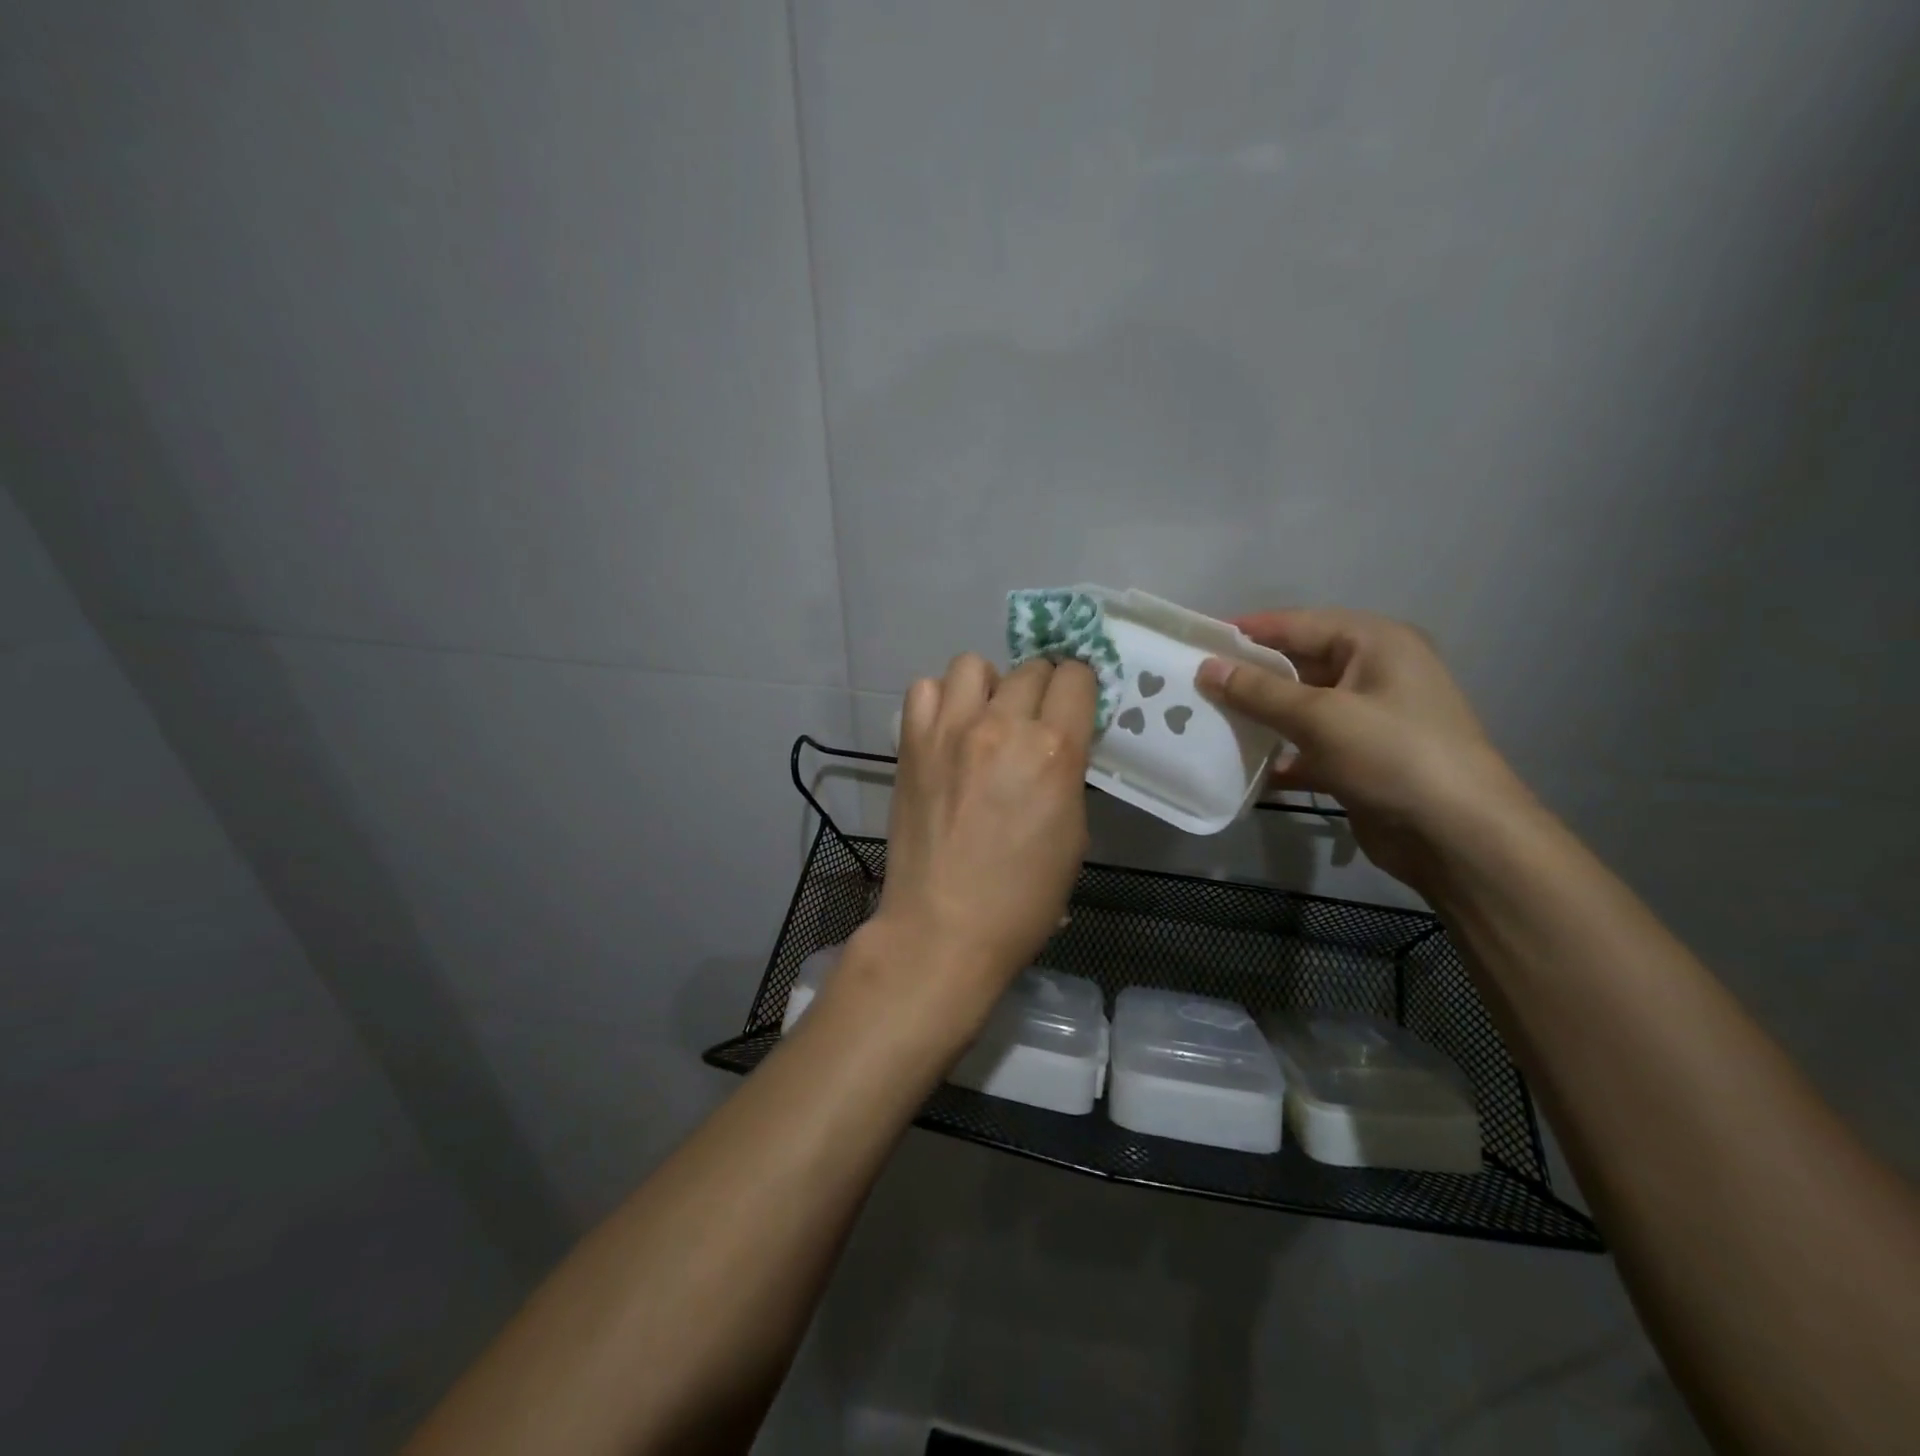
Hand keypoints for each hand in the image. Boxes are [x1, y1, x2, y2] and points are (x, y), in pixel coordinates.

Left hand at [858, 653, 1096, 1023]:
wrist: (943, 928)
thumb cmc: (1022, 898)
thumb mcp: (1073, 834)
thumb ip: (1067, 773)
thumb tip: (1056, 743)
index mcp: (1054, 751)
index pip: (1077, 678)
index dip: (1079, 690)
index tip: (1073, 708)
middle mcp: (1003, 726)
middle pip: (1031, 667)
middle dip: (1040, 689)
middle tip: (1031, 723)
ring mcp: (951, 729)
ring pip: (974, 664)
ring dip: (988, 686)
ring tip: (985, 721)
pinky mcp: (912, 742)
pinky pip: (926, 689)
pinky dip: (941, 700)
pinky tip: (947, 731)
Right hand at [1196, 609, 1527, 890]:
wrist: (1458, 838)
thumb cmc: (1394, 756)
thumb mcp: (1321, 717)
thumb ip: (1259, 691)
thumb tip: (1206, 668)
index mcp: (1375, 644)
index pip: (1297, 624)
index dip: (1246, 632)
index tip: (1196, 641)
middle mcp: (1373, 673)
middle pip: (1296, 666)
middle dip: (1247, 678)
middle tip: (1193, 686)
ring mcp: (1368, 719)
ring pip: (1299, 709)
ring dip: (1258, 719)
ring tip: (1205, 723)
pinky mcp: (1360, 760)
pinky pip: (1308, 747)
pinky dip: (1279, 756)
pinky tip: (1241, 768)